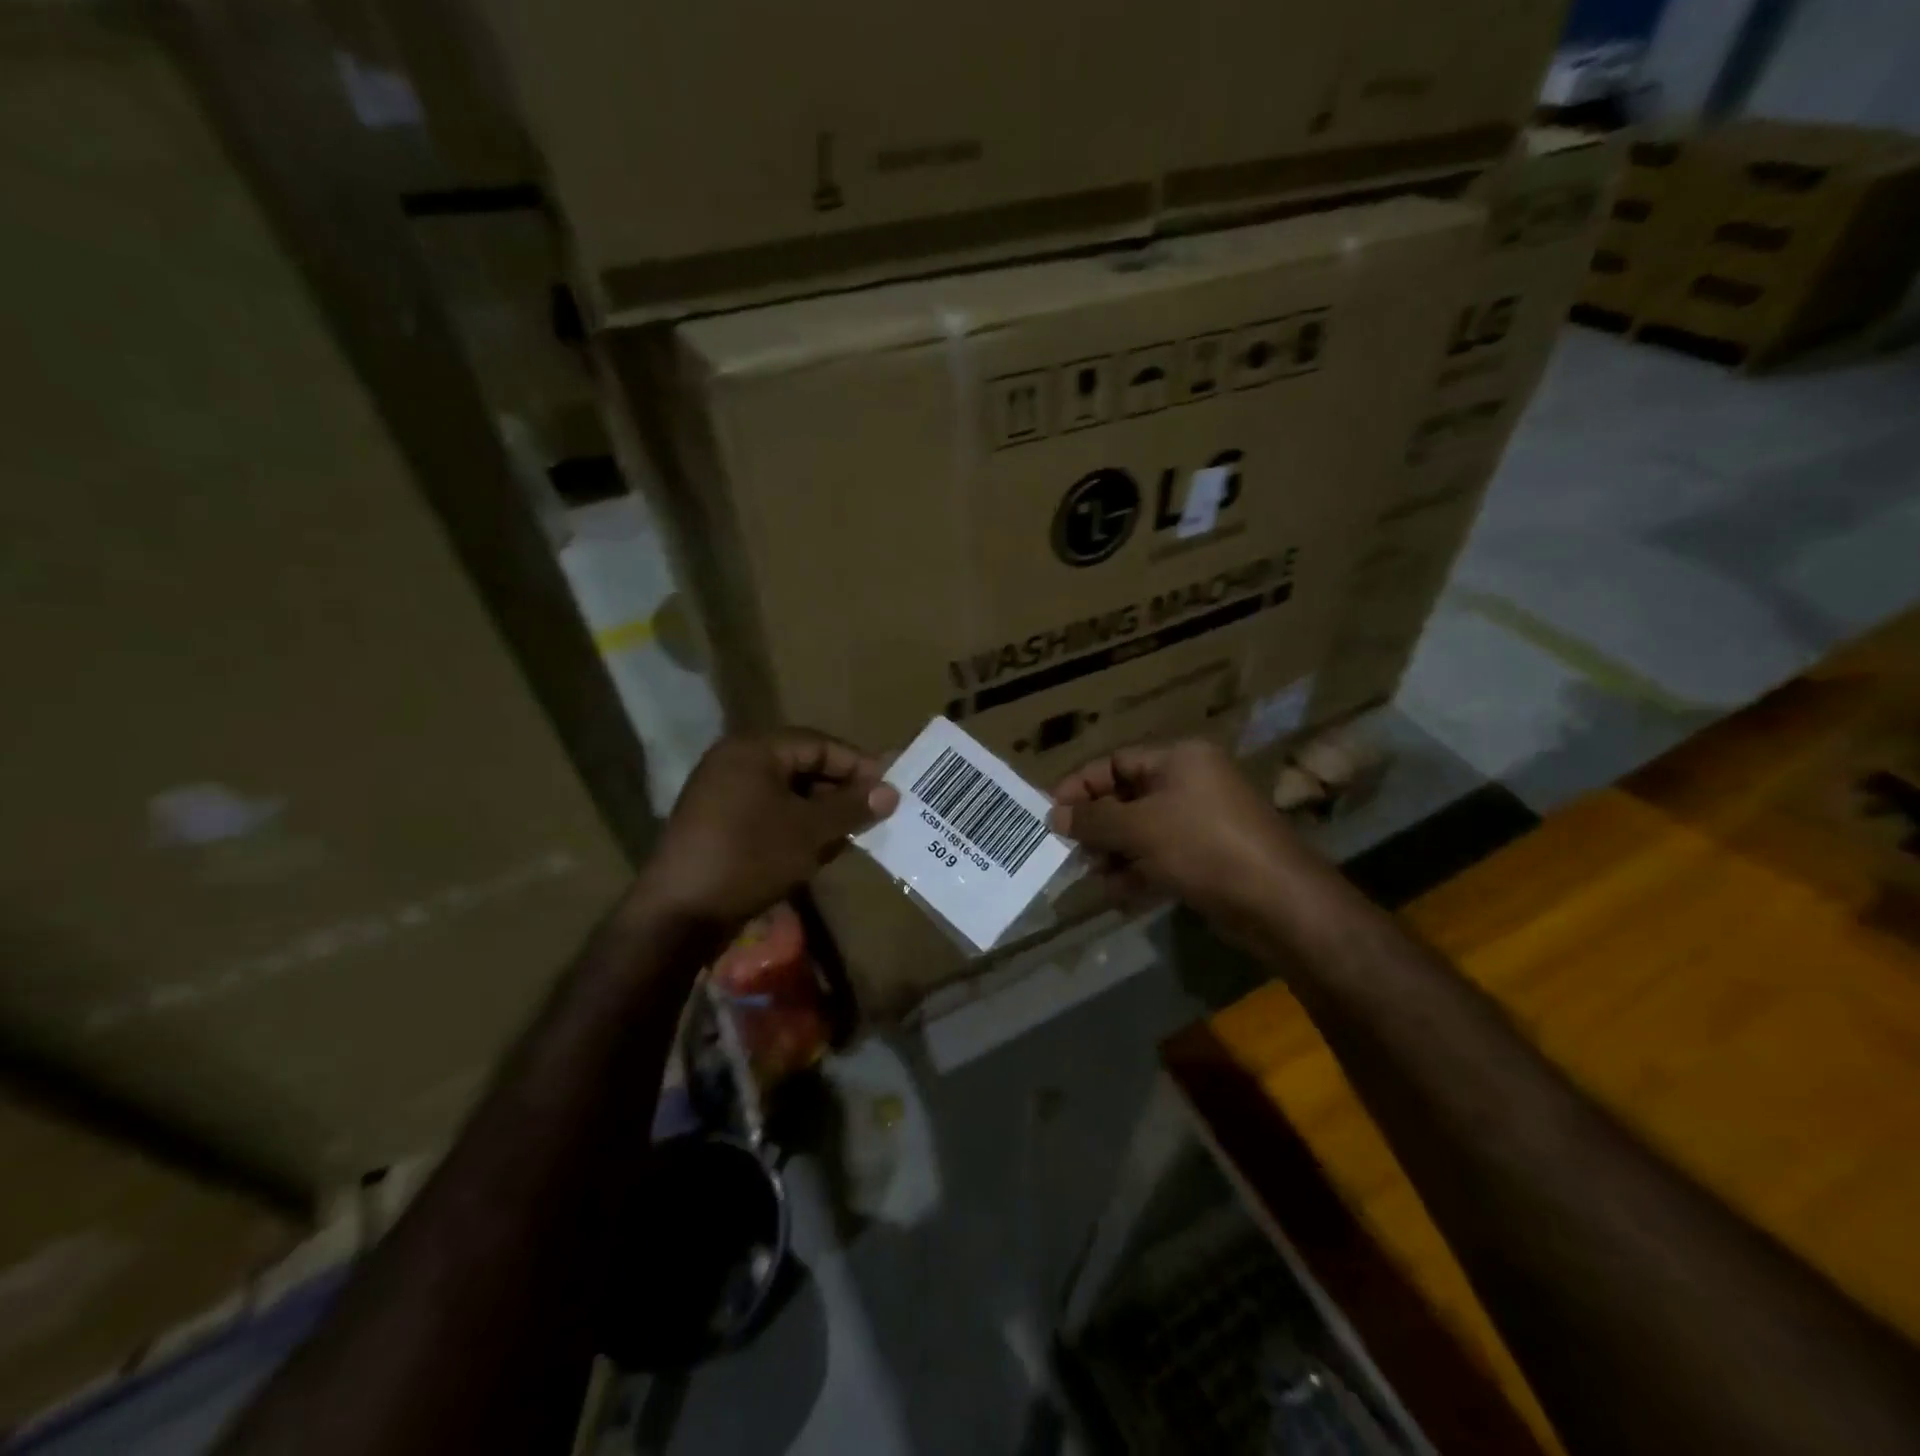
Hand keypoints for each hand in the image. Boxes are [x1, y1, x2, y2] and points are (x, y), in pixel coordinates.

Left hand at [638, 731, 898, 930]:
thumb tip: (891, 792)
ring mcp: (722, 794)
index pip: (819, 744)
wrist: (680, 914)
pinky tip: (818, 850)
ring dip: (821, 811)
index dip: (858, 765)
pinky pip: (768, 813)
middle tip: (874, 813)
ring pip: (787, 793)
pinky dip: (796, 826)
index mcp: (754, 749)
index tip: (890, 790)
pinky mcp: (718, 825)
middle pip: (802, 766)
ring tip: (852, 834)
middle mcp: (734, 762)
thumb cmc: (750, 857)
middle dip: (841, 790)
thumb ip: (852, 807)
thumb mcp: (810, 831)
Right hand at [1049, 739, 1304, 938]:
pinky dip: (1140, 873)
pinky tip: (1122, 896)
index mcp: (1179, 760)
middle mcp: (1191, 784)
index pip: (1116, 762)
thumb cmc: (1203, 847)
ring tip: (1098, 879)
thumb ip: (1094, 820)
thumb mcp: (1139, 828)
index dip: (1081, 786)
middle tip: (1074, 853)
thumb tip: (1055, 815)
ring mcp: (1202, 822)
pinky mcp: (1209, 858)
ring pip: (1142, 832)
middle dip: (1098, 827)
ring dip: (1115, 855)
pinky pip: (1162, 858)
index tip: (1052, 814)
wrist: (1277, 902)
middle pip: (1127, 798)